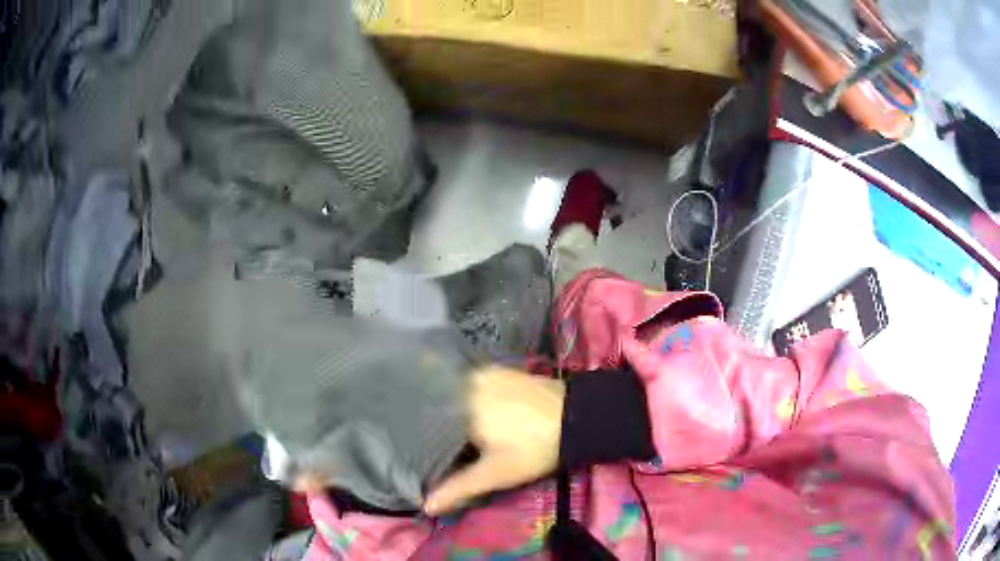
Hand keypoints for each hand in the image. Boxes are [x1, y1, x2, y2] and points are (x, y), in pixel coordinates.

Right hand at [423, 366, 565, 515]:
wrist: (580, 418)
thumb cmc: (534, 447)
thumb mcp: (496, 473)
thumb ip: (459, 487)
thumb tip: (426, 506)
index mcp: (460, 403)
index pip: (427, 418)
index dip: (422, 436)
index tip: (416, 450)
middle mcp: (469, 382)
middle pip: (442, 405)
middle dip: (438, 424)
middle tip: (438, 446)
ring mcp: (489, 374)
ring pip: (459, 394)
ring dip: (455, 411)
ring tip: (457, 432)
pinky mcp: (506, 372)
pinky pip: (477, 386)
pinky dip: (473, 400)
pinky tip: (478, 416)